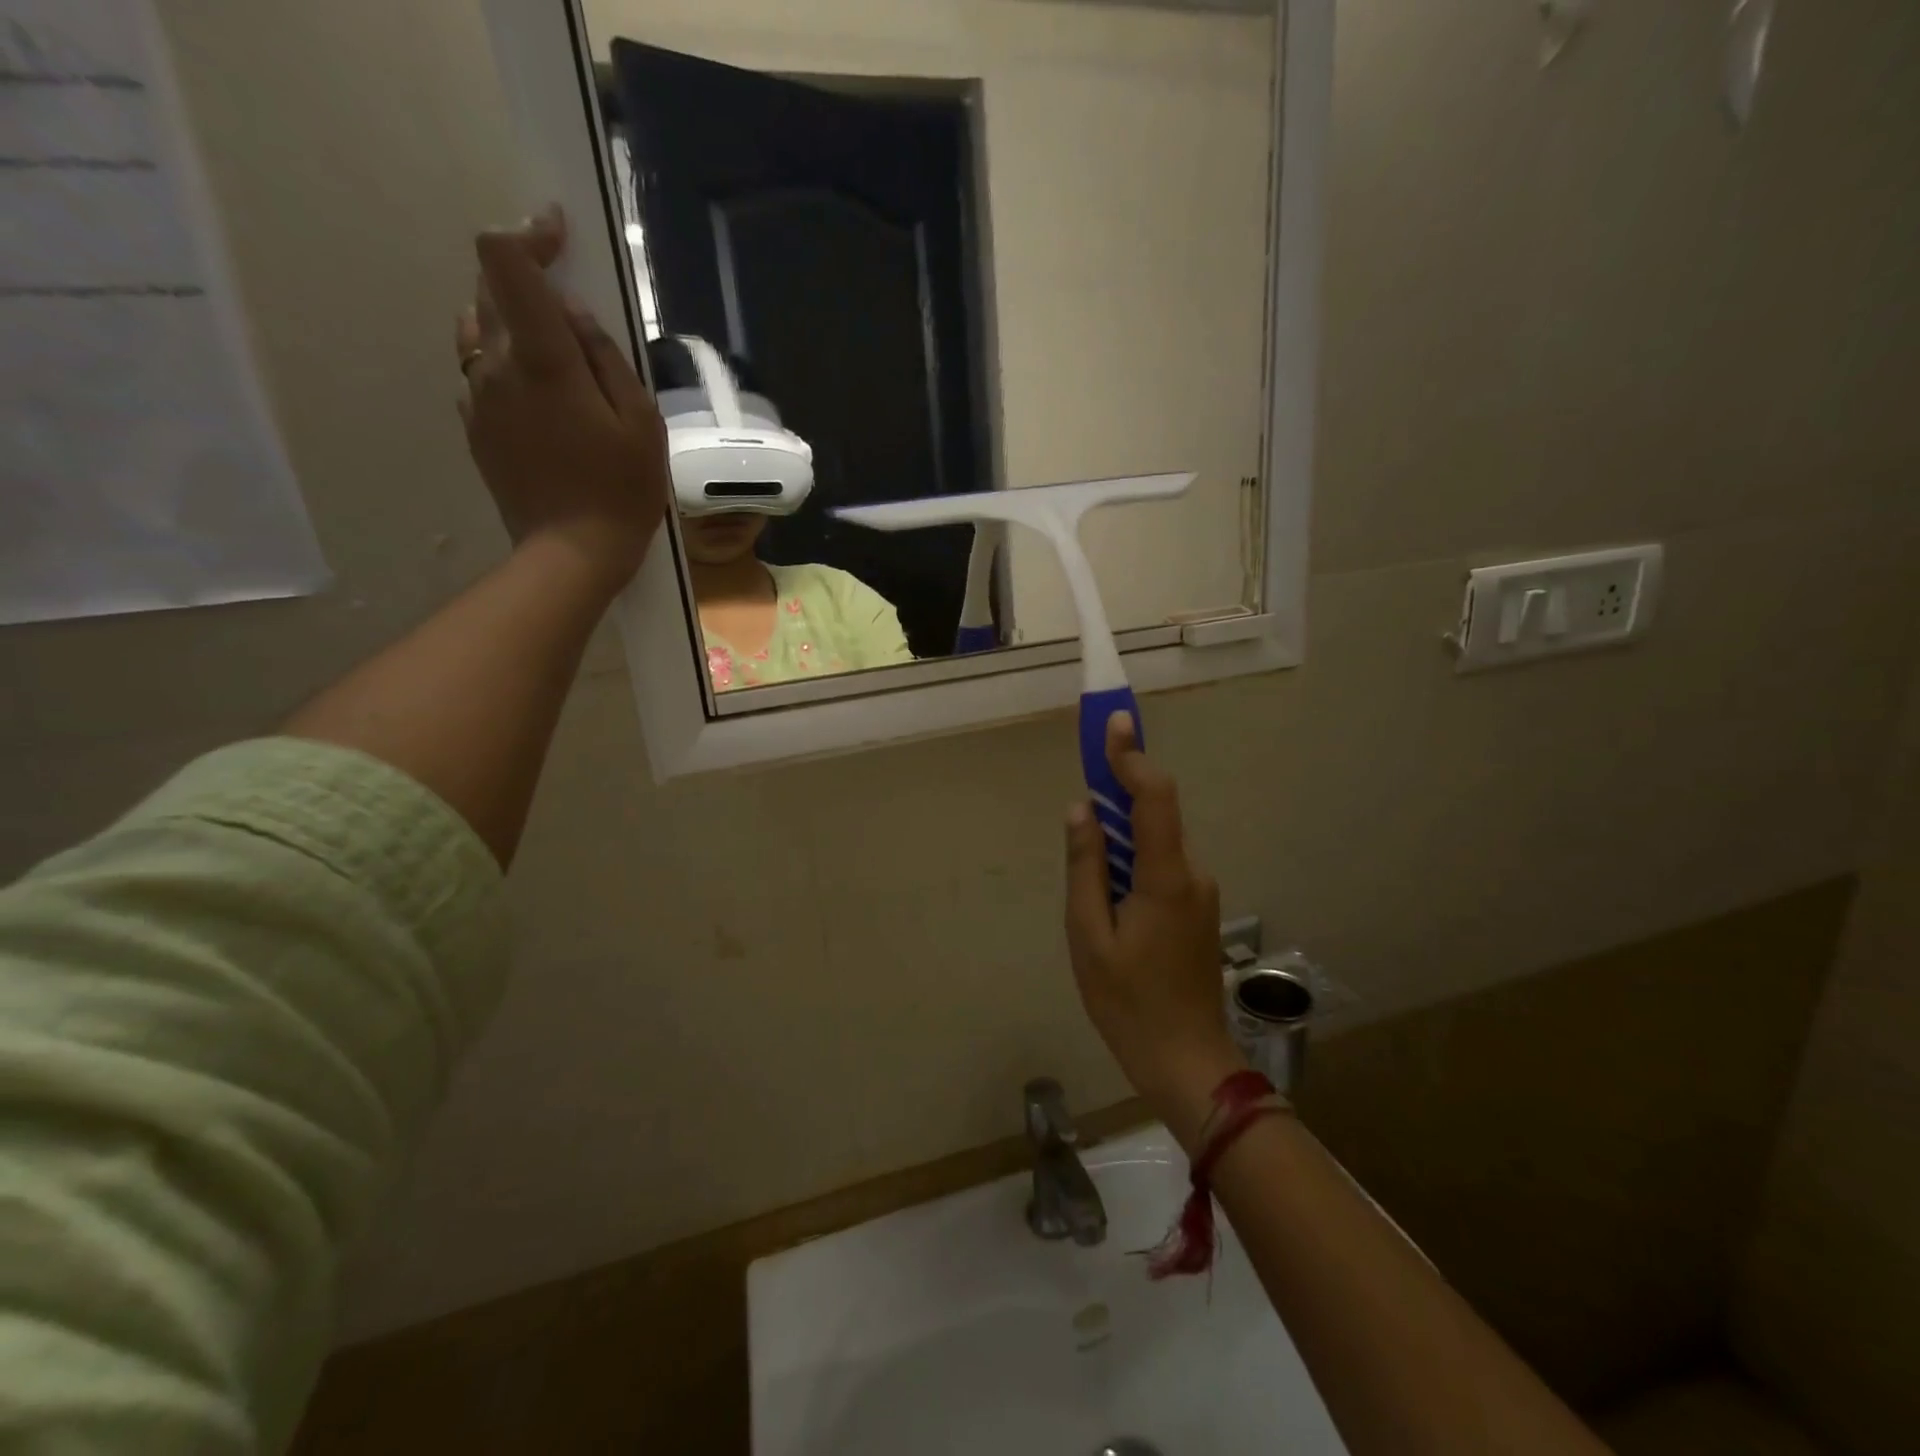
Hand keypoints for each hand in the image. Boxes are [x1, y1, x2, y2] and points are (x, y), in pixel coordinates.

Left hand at [456, 205, 668, 592]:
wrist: (571, 553)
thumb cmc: (621, 491)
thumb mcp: (641, 424)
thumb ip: (606, 358)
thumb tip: (574, 317)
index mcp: (542, 359)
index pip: (506, 262)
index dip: (528, 234)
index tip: (558, 234)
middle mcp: (495, 365)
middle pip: (488, 289)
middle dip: (526, 281)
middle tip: (569, 306)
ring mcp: (476, 396)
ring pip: (477, 330)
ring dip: (510, 323)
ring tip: (554, 355)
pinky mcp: (474, 426)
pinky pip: (480, 374)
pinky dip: (504, 366)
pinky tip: (540, 399)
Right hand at [1064, 713, 1244, 1142]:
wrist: (1186, 1061)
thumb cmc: (1128, 1002)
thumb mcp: (1088, 936)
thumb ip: (1085, 867)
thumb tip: (1082, 810)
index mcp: (1166, 877)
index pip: (1154, 797)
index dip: (1132, 757)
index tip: (1114, 723)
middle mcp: (1192, 874)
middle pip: (1155, 816)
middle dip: (1118, 797)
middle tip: (1082, 803)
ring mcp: (1200, 893)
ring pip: (1156, 845)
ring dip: (1121, 840)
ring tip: (1090, 882)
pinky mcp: (1197, 909)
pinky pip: (1162, 868)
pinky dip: (1133, 864)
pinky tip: (1110, 904)